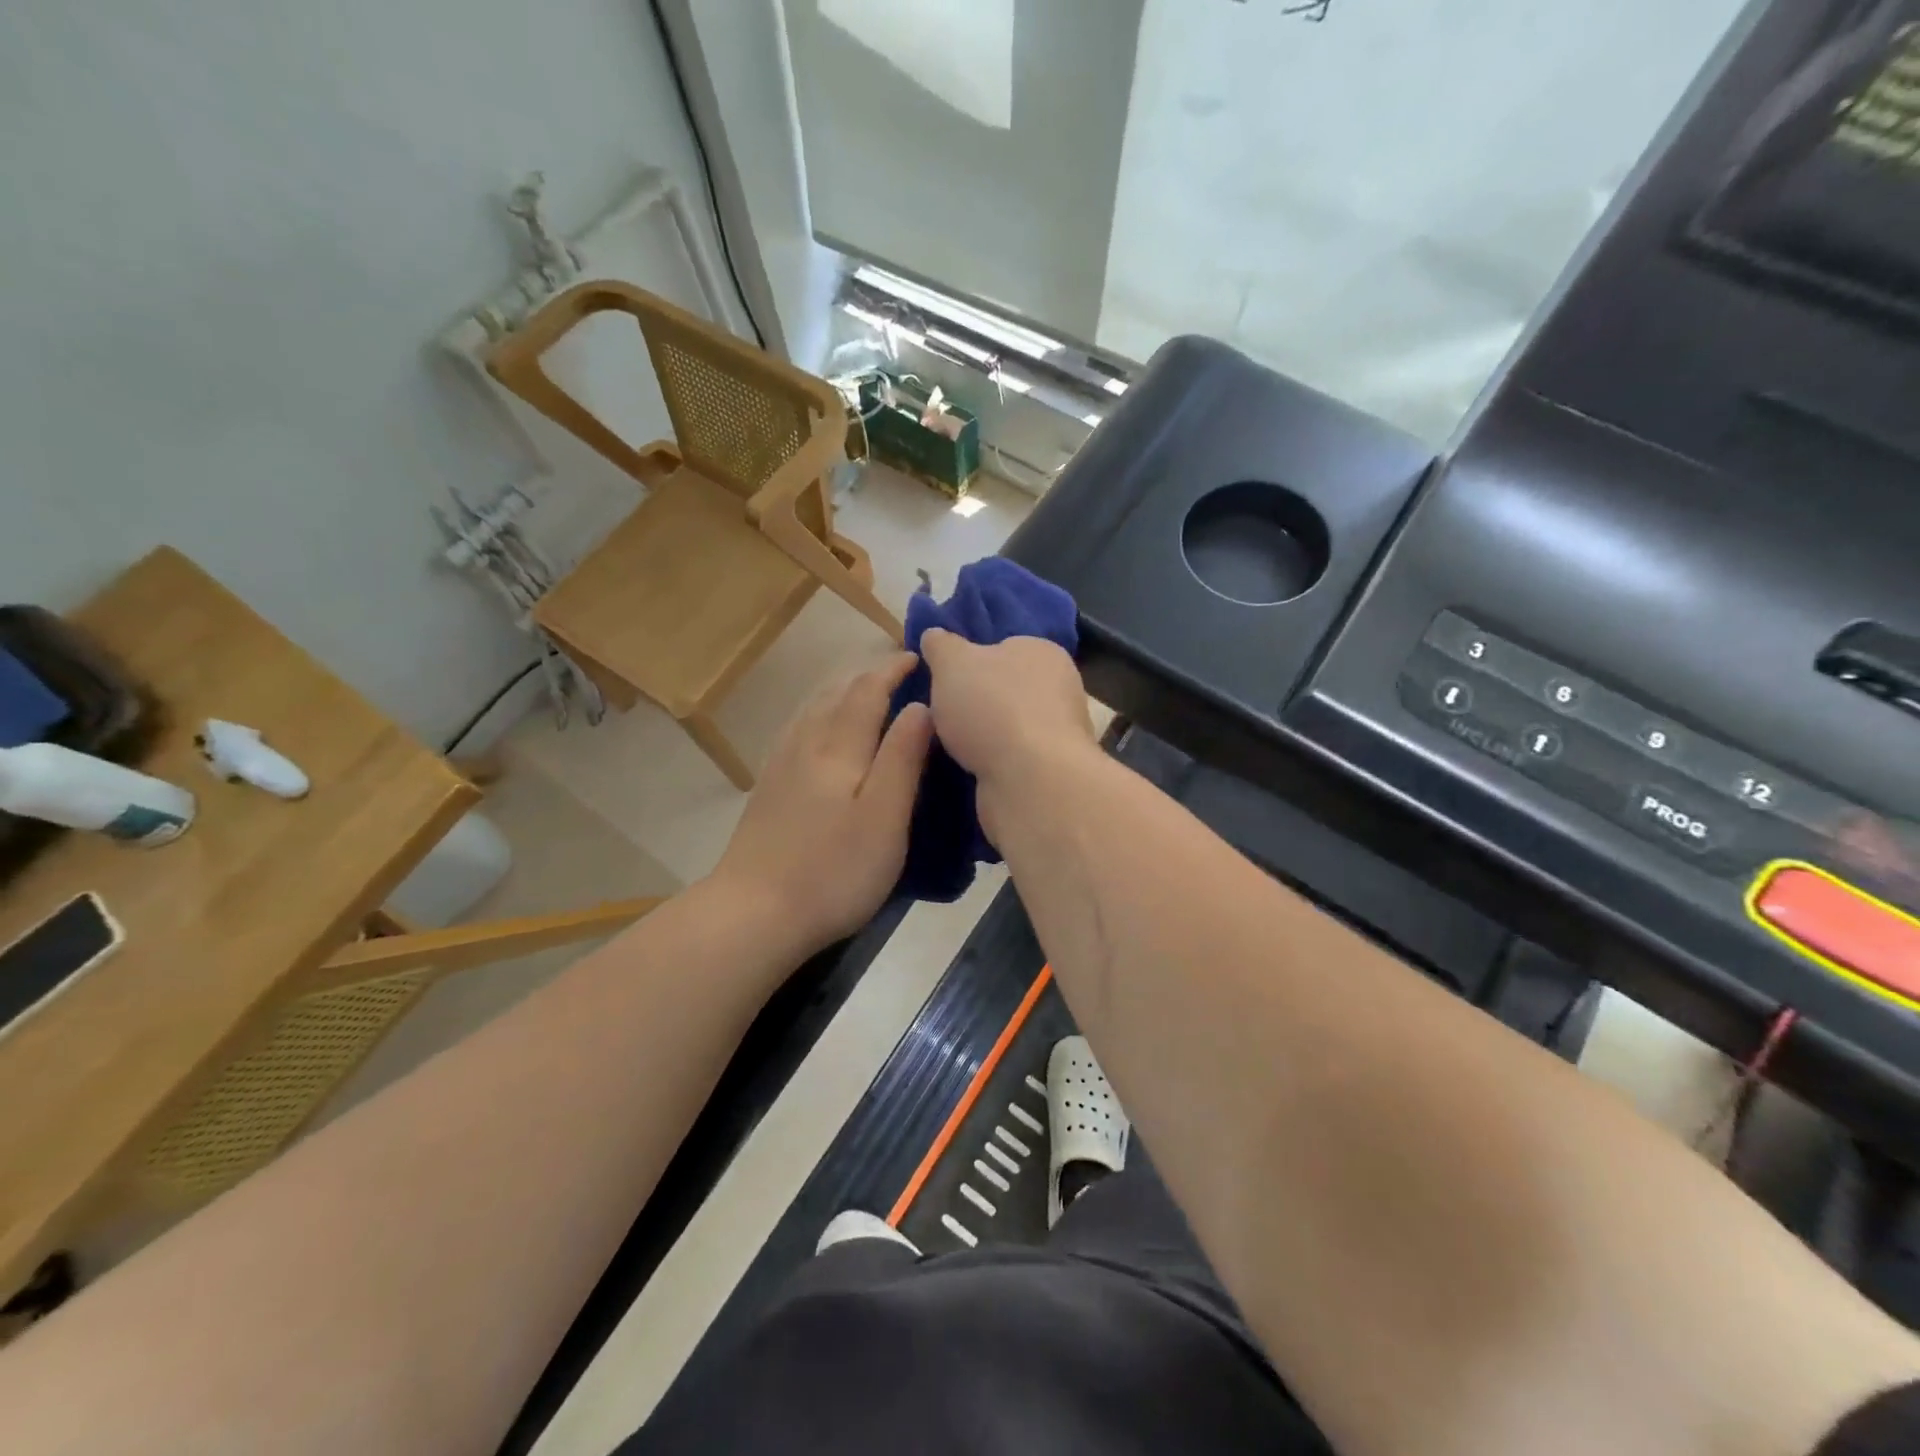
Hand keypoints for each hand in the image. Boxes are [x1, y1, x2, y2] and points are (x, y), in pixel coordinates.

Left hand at [710, 654, 932, 956]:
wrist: (753, 912)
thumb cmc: (833, 869)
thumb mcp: (885, 818)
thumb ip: (903, 758)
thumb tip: (921, 707)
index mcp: (838, 747)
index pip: (868, 691)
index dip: (892, 670)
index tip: (917, 658)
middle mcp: (806, 744)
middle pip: (836, 694)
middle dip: (868, 677)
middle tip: (899, 675)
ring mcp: (781, 765)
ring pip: (813, 710)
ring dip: (842, 693)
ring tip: (867, 696)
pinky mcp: (768, 788)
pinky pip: (798, 730)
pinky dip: (820, 715)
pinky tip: (822, 733)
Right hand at [917, 629, 1096, 837]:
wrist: (1030, 780)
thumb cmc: (992, 707)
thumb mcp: (953, 663)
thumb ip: (942, 646)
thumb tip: (934, 634)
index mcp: (1043, 652)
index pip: (1004, 647)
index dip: (972, 661)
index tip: (945, 679)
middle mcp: (1059, 689)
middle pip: (1006, 689)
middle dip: (976, 702)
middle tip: (943, 714)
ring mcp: (1058, 733)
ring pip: (1009, 727)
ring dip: (983, 737)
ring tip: (950, 747)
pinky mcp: (1051, 771)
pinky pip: (1013, 760)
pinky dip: (993, 764)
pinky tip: (972, 770)